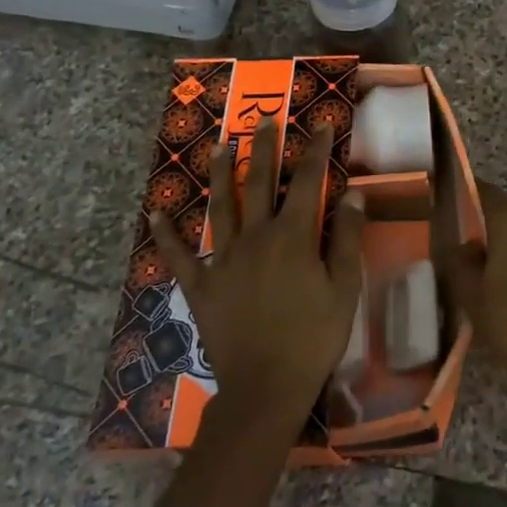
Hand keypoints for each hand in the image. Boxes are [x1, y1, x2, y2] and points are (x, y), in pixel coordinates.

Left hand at [150, 119, 366, 426]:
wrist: (266, 386)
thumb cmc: (313, 337)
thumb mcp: (344, 288)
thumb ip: (346, 238)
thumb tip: (351, 195)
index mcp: (293, 236)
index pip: (306, 182)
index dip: (314, 151)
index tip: (318, 124)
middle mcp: (255, 237)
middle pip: (258, 183)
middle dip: (264, 148)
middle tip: (264, 120)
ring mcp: (223, 259)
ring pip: (220, 206)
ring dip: (220, 173)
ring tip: (220, 146)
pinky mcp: (201, 285)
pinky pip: (178, 256)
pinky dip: (166, 234)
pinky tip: (156, 213)